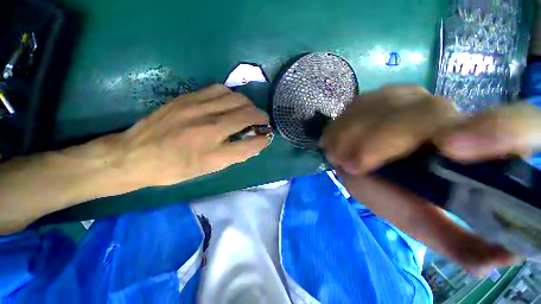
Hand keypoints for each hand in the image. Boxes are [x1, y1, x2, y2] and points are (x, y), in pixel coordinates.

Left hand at [113, 84, 270, 186]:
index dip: (263, 139)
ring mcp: (198, 109)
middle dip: (261, 117)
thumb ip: (234, 156)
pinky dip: (231, 96)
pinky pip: (219, 89)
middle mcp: (209, 128)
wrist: (134, 155)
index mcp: (214, 153)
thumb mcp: (208, 169)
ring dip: (248, 105)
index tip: (267, 136)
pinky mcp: (187, 98)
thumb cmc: (174, 169)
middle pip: (247, 114)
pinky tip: (229, 103)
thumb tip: (253, 144)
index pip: (251, 143)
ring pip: (236, 98)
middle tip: (261, 122)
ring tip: (247, 112)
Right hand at [322, 85, 539, 275]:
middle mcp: (451, 112)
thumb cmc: (389, 194)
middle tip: (353, 166)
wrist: (358, 163)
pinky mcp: (379, 94)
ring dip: (354, 135)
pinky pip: (359, 105)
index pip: (519, 125)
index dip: (498, 131)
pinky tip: (339, 141)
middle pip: (427, 114)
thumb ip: (458, 243)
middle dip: (382, 142)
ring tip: (340, 157)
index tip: (450, 149)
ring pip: (385, 106)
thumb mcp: (421, 222)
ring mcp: (411, 96)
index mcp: (478, 150)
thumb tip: (500, 261)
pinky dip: (343, 126)